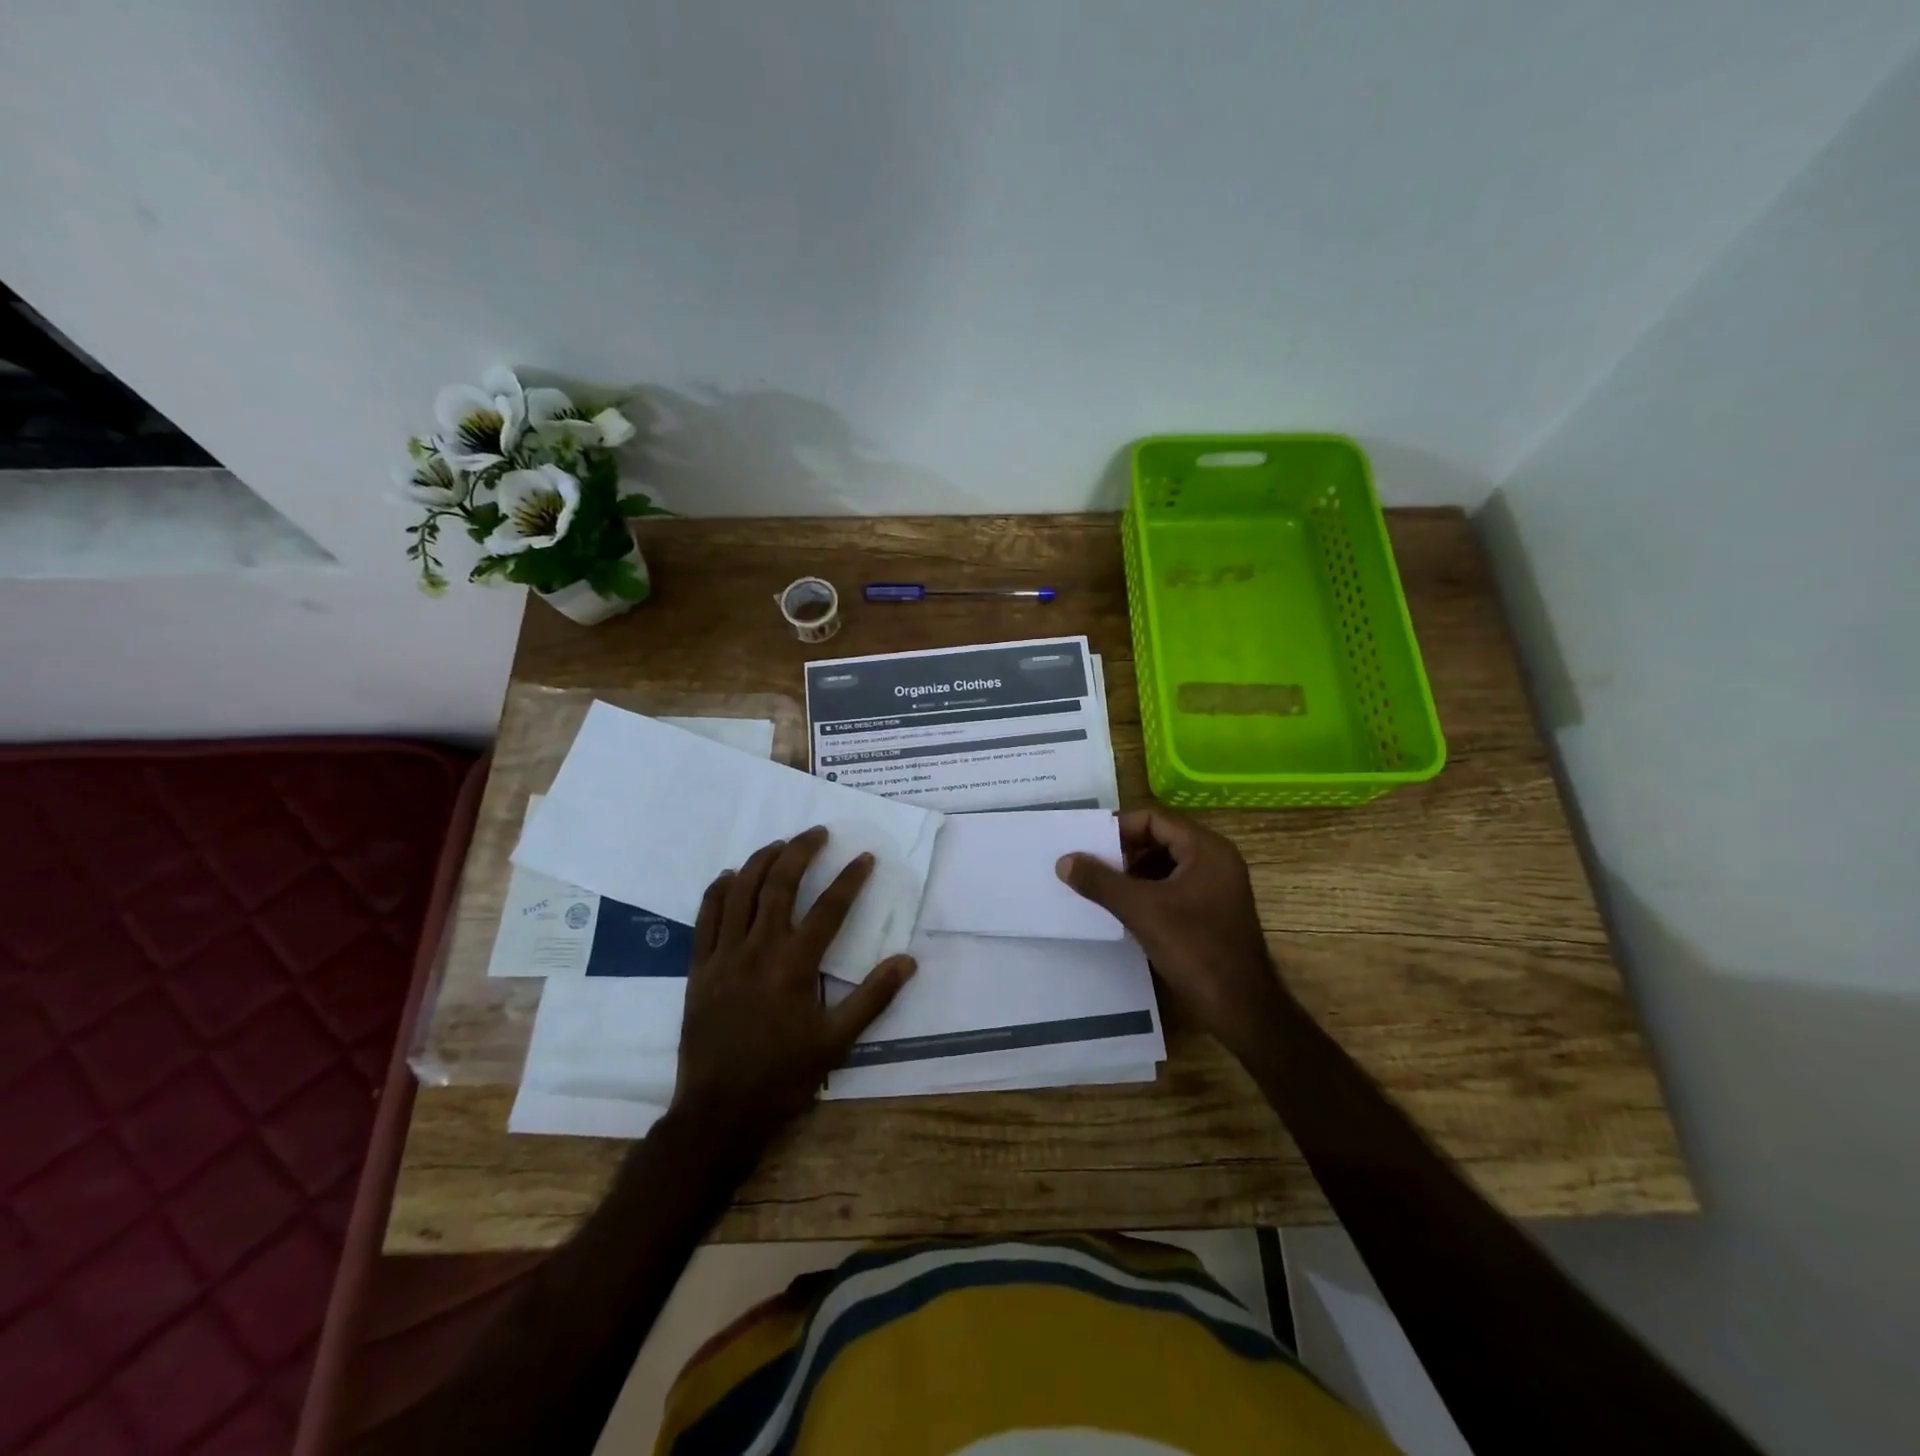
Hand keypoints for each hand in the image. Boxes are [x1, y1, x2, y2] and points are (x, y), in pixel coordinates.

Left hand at [670, 827, 914, 1154]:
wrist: (719, 1112)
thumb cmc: (783, 1077)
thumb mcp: (837, 1042)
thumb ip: (873, 997)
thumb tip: (908, 961)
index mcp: (794, 965)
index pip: (829, 908)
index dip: (850, 879)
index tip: (865, 858)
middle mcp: (757, 949)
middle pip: (779, 885)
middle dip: (800, 852)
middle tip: (818, 833)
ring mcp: (723, 956)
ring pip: (739, 892)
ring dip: (760, 861)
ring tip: (780, 844)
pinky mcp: (699, 968)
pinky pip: (705, 917)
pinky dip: (718, 891)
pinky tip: (729, 876)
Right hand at [1056, 808, 1284, 1049]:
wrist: (1242, 1007)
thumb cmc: (1195, 949)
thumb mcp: (1141, 911)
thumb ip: (1101, 882)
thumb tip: (1064, 860)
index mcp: (1206, 849)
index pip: (1155, 819)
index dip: (1119, 828)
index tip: (1087, 844)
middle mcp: (1216, 859)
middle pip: (1161, 838)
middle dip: (1124, 851)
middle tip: (1090, 866)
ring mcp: (1217, 885)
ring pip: (1166, 864)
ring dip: (1134, 872)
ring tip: (1101, 887)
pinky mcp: (1213, 909)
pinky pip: (1175, 885)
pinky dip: (1149, 890)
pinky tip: (1125, 908)